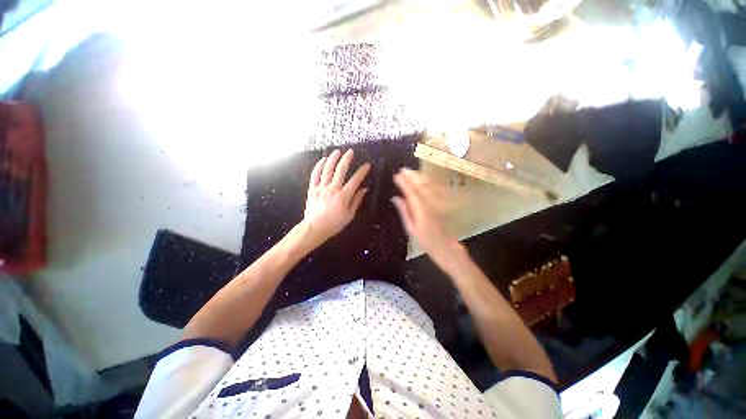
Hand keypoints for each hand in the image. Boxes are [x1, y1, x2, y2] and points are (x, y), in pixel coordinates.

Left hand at [303, 149, 369, 244]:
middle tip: (350, 151)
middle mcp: (333, 189)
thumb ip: (356, 201)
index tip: (367, 165)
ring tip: (337, 151)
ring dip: (332, 159)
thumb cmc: (334, 223)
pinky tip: (323, 160)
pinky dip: (319, 166)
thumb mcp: (349, 215)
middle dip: (346, 159)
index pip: (355, 180)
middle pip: (340, 170)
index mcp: (343, 196)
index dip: (362, 172)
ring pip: (327, 169)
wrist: (314, 228)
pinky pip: (315, 175)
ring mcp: (321, 188)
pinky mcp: (312, 189)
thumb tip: (364, 189)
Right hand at [392, 168, 458, 257]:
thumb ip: (404, 212)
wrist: (447, 248)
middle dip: (412, 177)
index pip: (411, 193)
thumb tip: (396, 198)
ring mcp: (438, 204)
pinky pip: (436, 189)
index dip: (404, 183)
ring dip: (420, 177)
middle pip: (421, 187)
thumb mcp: (411, 230)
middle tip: (403, 169)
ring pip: (429, 186)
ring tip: (411, 171)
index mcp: (420, 212)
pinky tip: (424, 178)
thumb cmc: (427, 242)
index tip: (397, 175)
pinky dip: (429, 182)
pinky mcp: (443, 204)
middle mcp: (430, 205)